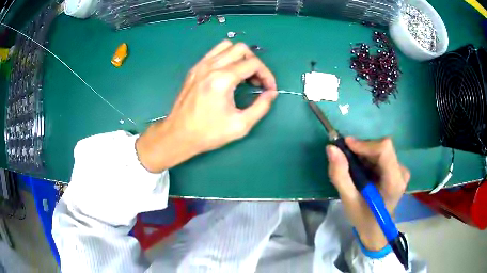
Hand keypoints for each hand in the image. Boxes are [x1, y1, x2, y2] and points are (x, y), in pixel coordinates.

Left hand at [136, 40, 277, 172]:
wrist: (179, 135)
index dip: (267, 75)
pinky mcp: (194, 69)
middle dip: (255, 63)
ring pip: (227, 46)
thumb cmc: (208, 133)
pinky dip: (226, 57)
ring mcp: (201, 65)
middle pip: (241, 49)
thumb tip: (271, 93)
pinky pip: (214, 52)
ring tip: (242, 75)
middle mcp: (211, 67)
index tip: (269, 89)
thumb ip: (261, 107)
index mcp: (223, 79)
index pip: (253, 63)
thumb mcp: (240, 126)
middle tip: (256, 82)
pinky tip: (228, 73)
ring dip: (240, 57)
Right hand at [326, 137, 409, 250]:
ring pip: (381, 150)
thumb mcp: (348, 200)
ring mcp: (401, 170)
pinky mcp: (398, 170)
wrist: (376, 228)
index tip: (345, 146)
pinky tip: (361, 171)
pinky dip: (368, 158)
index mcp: (393, 182)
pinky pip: (382, 155)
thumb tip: (331, 148)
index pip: (384, 150)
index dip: (365, 144)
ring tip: (352, 169)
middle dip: (362, 150)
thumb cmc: (363, 218)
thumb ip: (340, 175)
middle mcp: (401, 172)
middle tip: (345, 159)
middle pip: (382, 148)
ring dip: (364, 155)